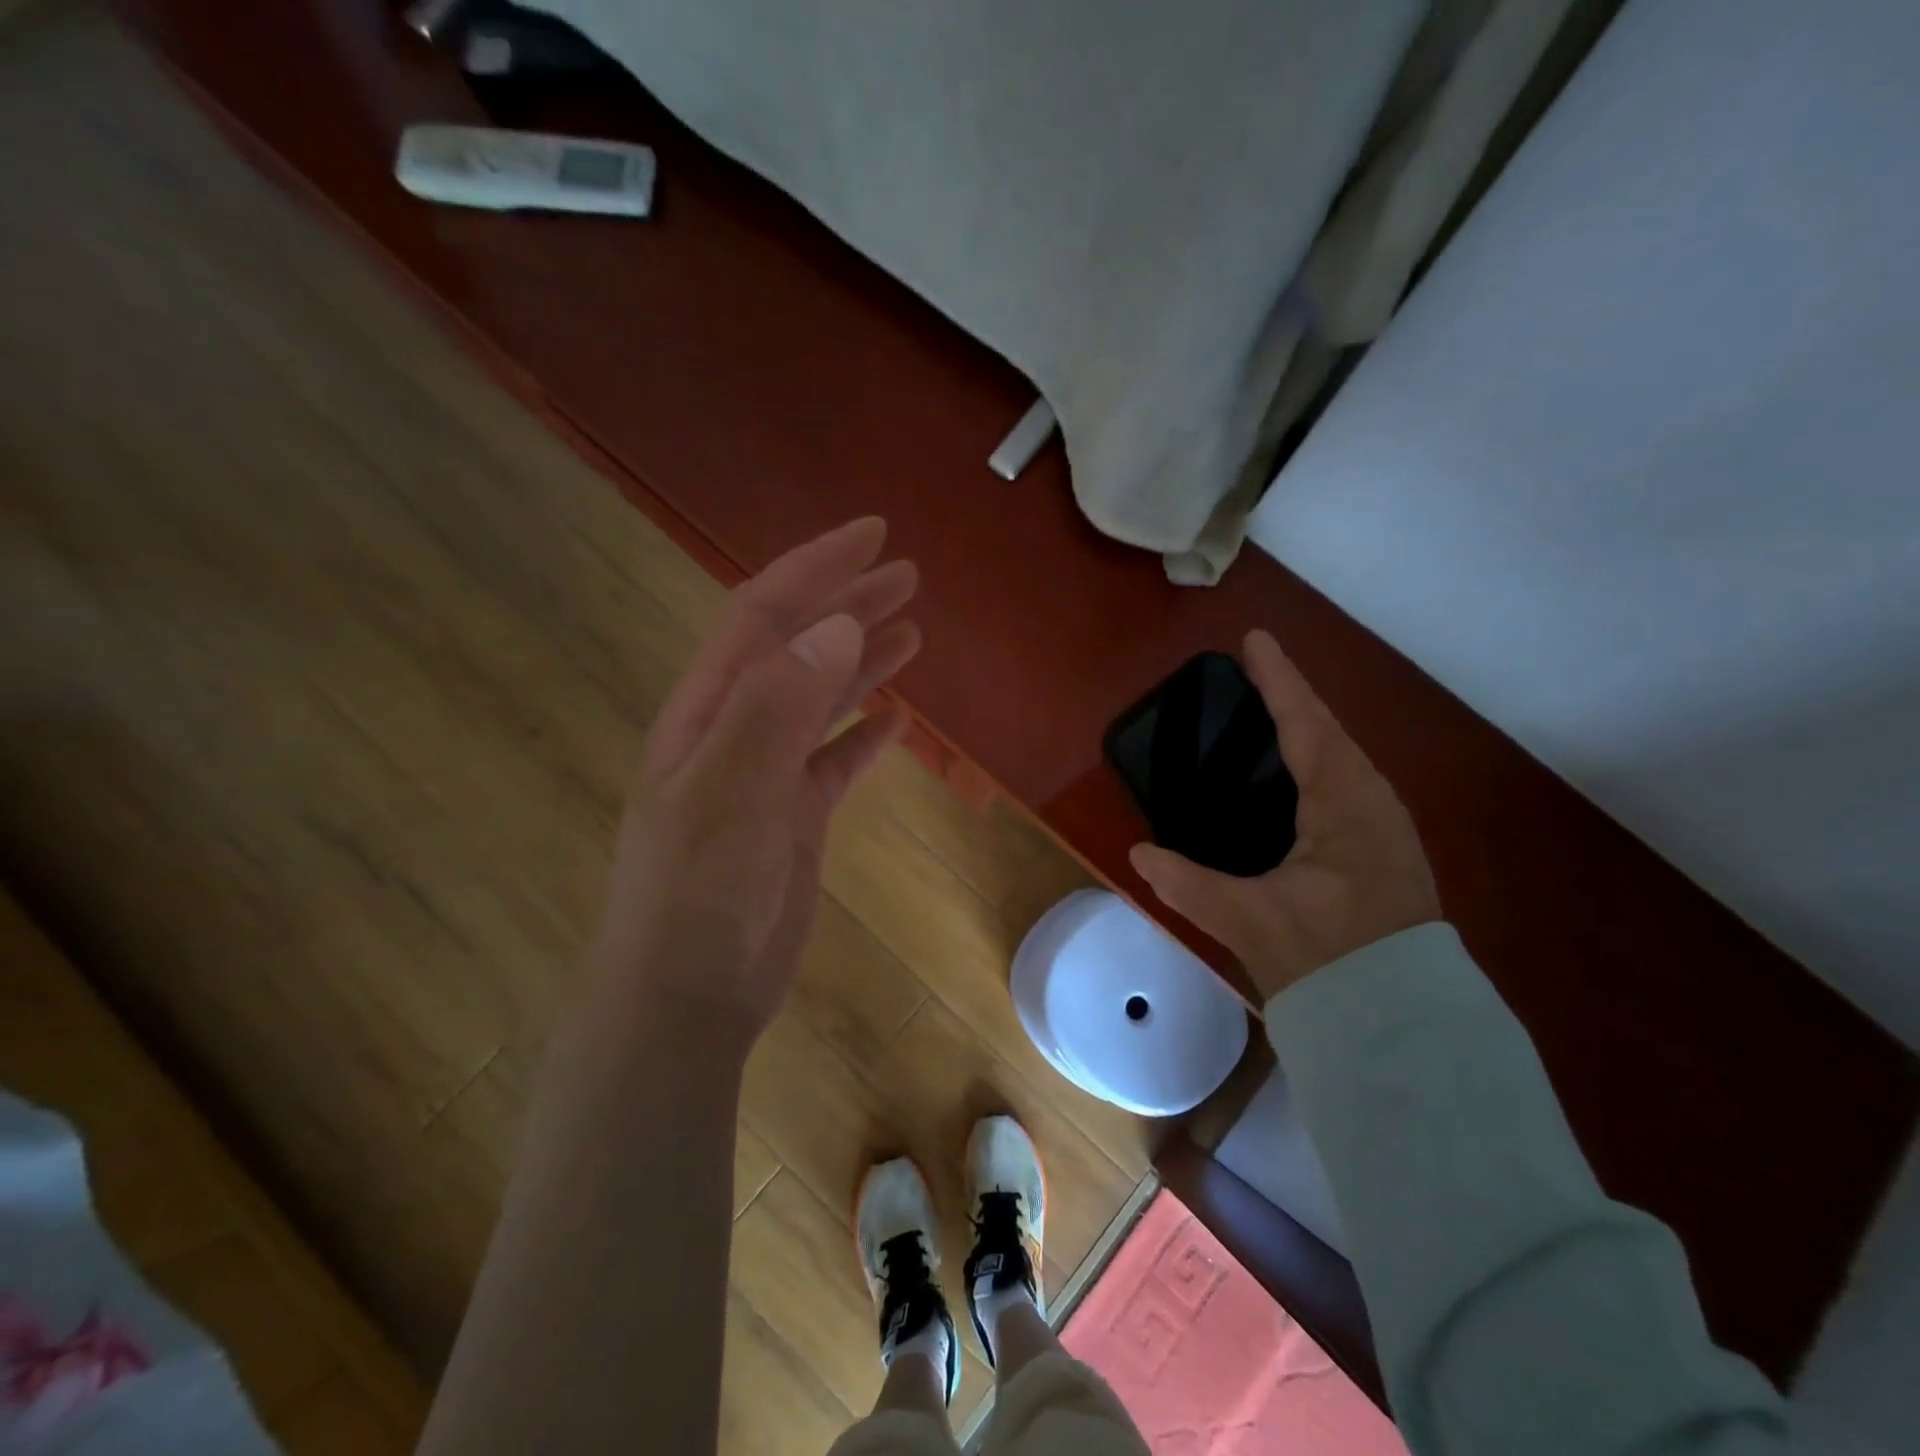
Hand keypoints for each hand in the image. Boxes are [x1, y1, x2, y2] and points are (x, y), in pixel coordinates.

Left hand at [590, 517, 920, 1041]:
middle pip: (798, 648)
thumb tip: (837, 627)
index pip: (764, 616)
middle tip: (907, 575)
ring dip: (863, 661)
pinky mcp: (794, 819)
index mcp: (709, 711)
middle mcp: (737, 731)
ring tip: (911, 631)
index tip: (874, 536)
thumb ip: (777, 707)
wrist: (686, 997)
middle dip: (848, 604)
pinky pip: (836, 762)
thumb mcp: (729, 794)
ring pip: (822, 700)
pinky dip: (864, 735)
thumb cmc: (696, 894)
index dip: (816, 568)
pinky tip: (896, 720)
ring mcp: (767, 776)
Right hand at [1129, 630, 1439, 1001]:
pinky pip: (1341, 783)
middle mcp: (1371, 801)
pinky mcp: (1380, 849)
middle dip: (1290, 698)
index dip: (1278, 680)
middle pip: (1326, 731)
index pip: (1305, 724)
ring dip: (1304, 729)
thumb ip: (1190, 885)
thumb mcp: (1250, 920)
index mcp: (1345, 802)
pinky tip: (1290, 778)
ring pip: (1339, 757)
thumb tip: (1140, 855)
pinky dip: (1312, 763)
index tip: (1255, 639)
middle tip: (1252, 673)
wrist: (1400, 1022)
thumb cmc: (1330, 958)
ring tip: (1267, 714)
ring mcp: (1382, 825)